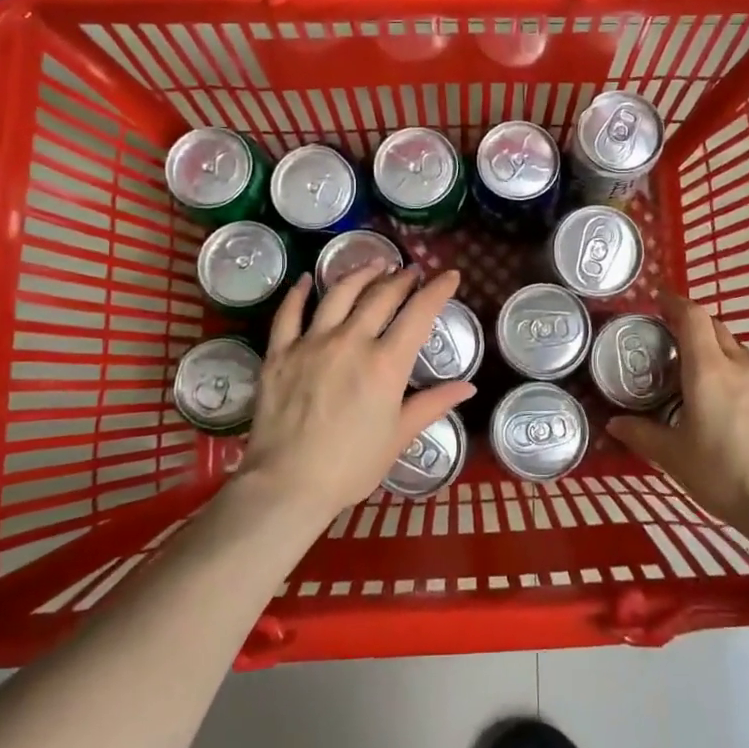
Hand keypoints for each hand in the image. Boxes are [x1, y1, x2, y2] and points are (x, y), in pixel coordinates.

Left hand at [238, 262, 474, 526]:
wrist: (287, 484)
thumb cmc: (351, 465)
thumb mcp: (399, 436)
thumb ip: (433, 404)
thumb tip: (468, 387)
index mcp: (386, 363)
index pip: (419, 314)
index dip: (438, 290)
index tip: (450, 275)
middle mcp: (351, 341)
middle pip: (381, 296)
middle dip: (401, 278)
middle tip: (411, 271)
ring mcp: (312, 342)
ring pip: (339, 293)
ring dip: (361, 273)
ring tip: (374, 264)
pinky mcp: (280, 352)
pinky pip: (289, 313)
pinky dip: (299, 293)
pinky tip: (307, 280)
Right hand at [608, 292, 748, 536]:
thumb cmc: (724, 474)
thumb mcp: (674, 457)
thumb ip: (642, 435)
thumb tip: (614, 423)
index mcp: (709, 371)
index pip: (694, 317)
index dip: (675, 303)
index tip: (658, 299)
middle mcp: (739, 368)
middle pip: (716, 328)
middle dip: (692, 323)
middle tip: (668, 335)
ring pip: (735, 351)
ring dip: (713, 348)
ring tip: (692, 369)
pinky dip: (731, 373)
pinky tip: (722, 403)